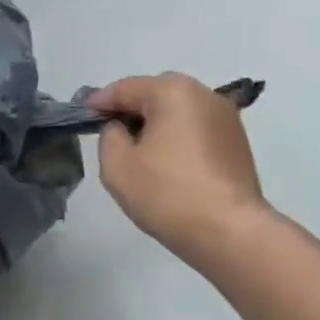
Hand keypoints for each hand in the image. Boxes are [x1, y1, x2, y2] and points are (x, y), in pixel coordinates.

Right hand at [91, 73, 268, 265]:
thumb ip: (109, 135)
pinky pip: (196, 129)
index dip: (99, 102)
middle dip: (130, 110)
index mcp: (173, 91)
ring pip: (178, 112)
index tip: (83, 117)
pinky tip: (167, 164)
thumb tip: (121, 128)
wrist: (228, 231)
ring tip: (138, 152)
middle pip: (156, 94)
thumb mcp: (116, 164)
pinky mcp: (237, 142)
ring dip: (156, 124)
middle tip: (110, 134)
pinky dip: (177, 138)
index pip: (125, 88)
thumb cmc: (166, 193)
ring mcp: (226, 118)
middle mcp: (204, 94)